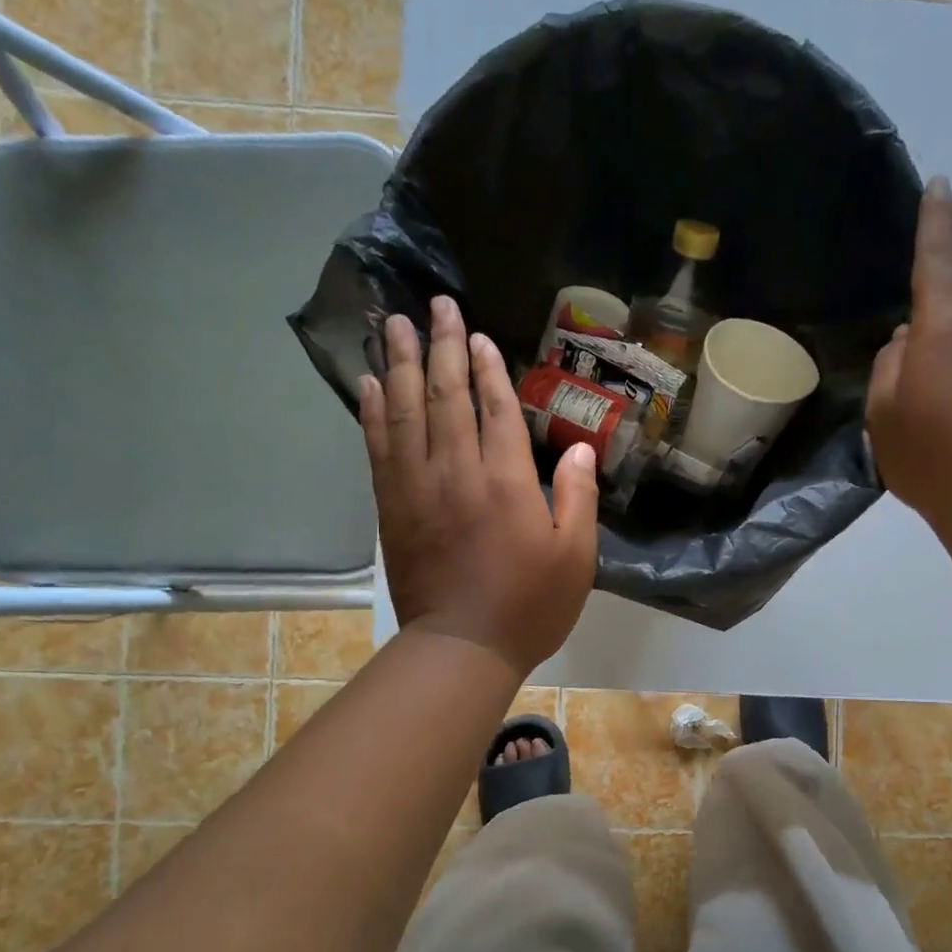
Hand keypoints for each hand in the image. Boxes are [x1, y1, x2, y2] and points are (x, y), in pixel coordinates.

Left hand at [360, 296, 598, 676]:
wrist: (462, 647)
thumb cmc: (529, 606)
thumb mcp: (575, 558)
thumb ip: (579, 499)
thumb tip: (582, 450)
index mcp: (507, 481)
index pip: (494, 408)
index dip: (486, 367)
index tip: (476, 333)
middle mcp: (458, 472)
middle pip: (446, 396)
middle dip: (442, 346)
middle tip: (434, 304)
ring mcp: (418, 487)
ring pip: (405, 412)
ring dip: (399, 364)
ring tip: (393, 324)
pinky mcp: (392, 507)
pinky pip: (379, 448)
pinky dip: (373, 412)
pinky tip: (369, 384)